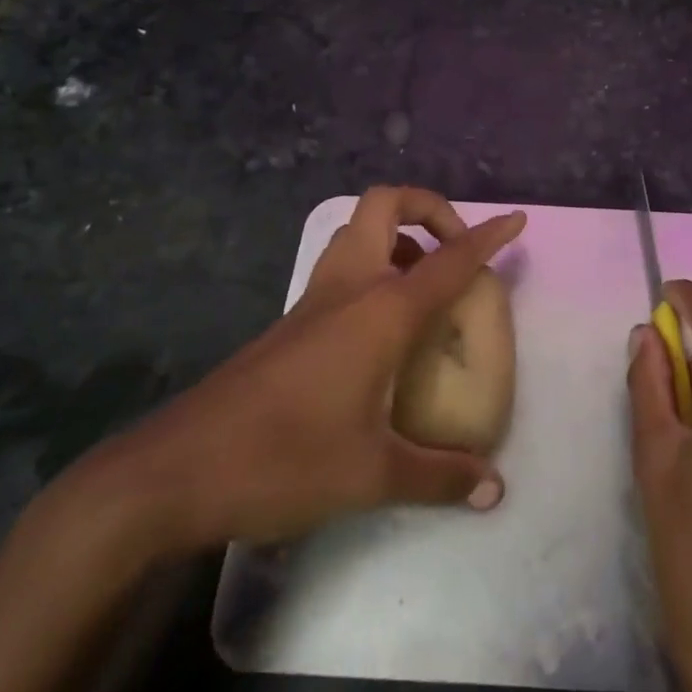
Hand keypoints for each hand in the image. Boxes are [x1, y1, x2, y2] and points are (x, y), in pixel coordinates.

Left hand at [80, 187, 526, 557]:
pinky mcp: (292, 321)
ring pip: (358, 230)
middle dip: (430, 208)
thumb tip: (494, 488)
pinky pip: (343, 265)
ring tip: (426, 280)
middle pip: (387, 204)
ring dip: (399, 235)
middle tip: (456, 248)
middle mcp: (349, 288)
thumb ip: (441, 476)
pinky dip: (374, 266)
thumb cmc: (284, 460)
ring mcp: (314, 300)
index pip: (448, 258)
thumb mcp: (373, 475)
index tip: (516, 220)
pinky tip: (384, 325)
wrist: (175, 471)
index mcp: (380, 311)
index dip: (488, 235)